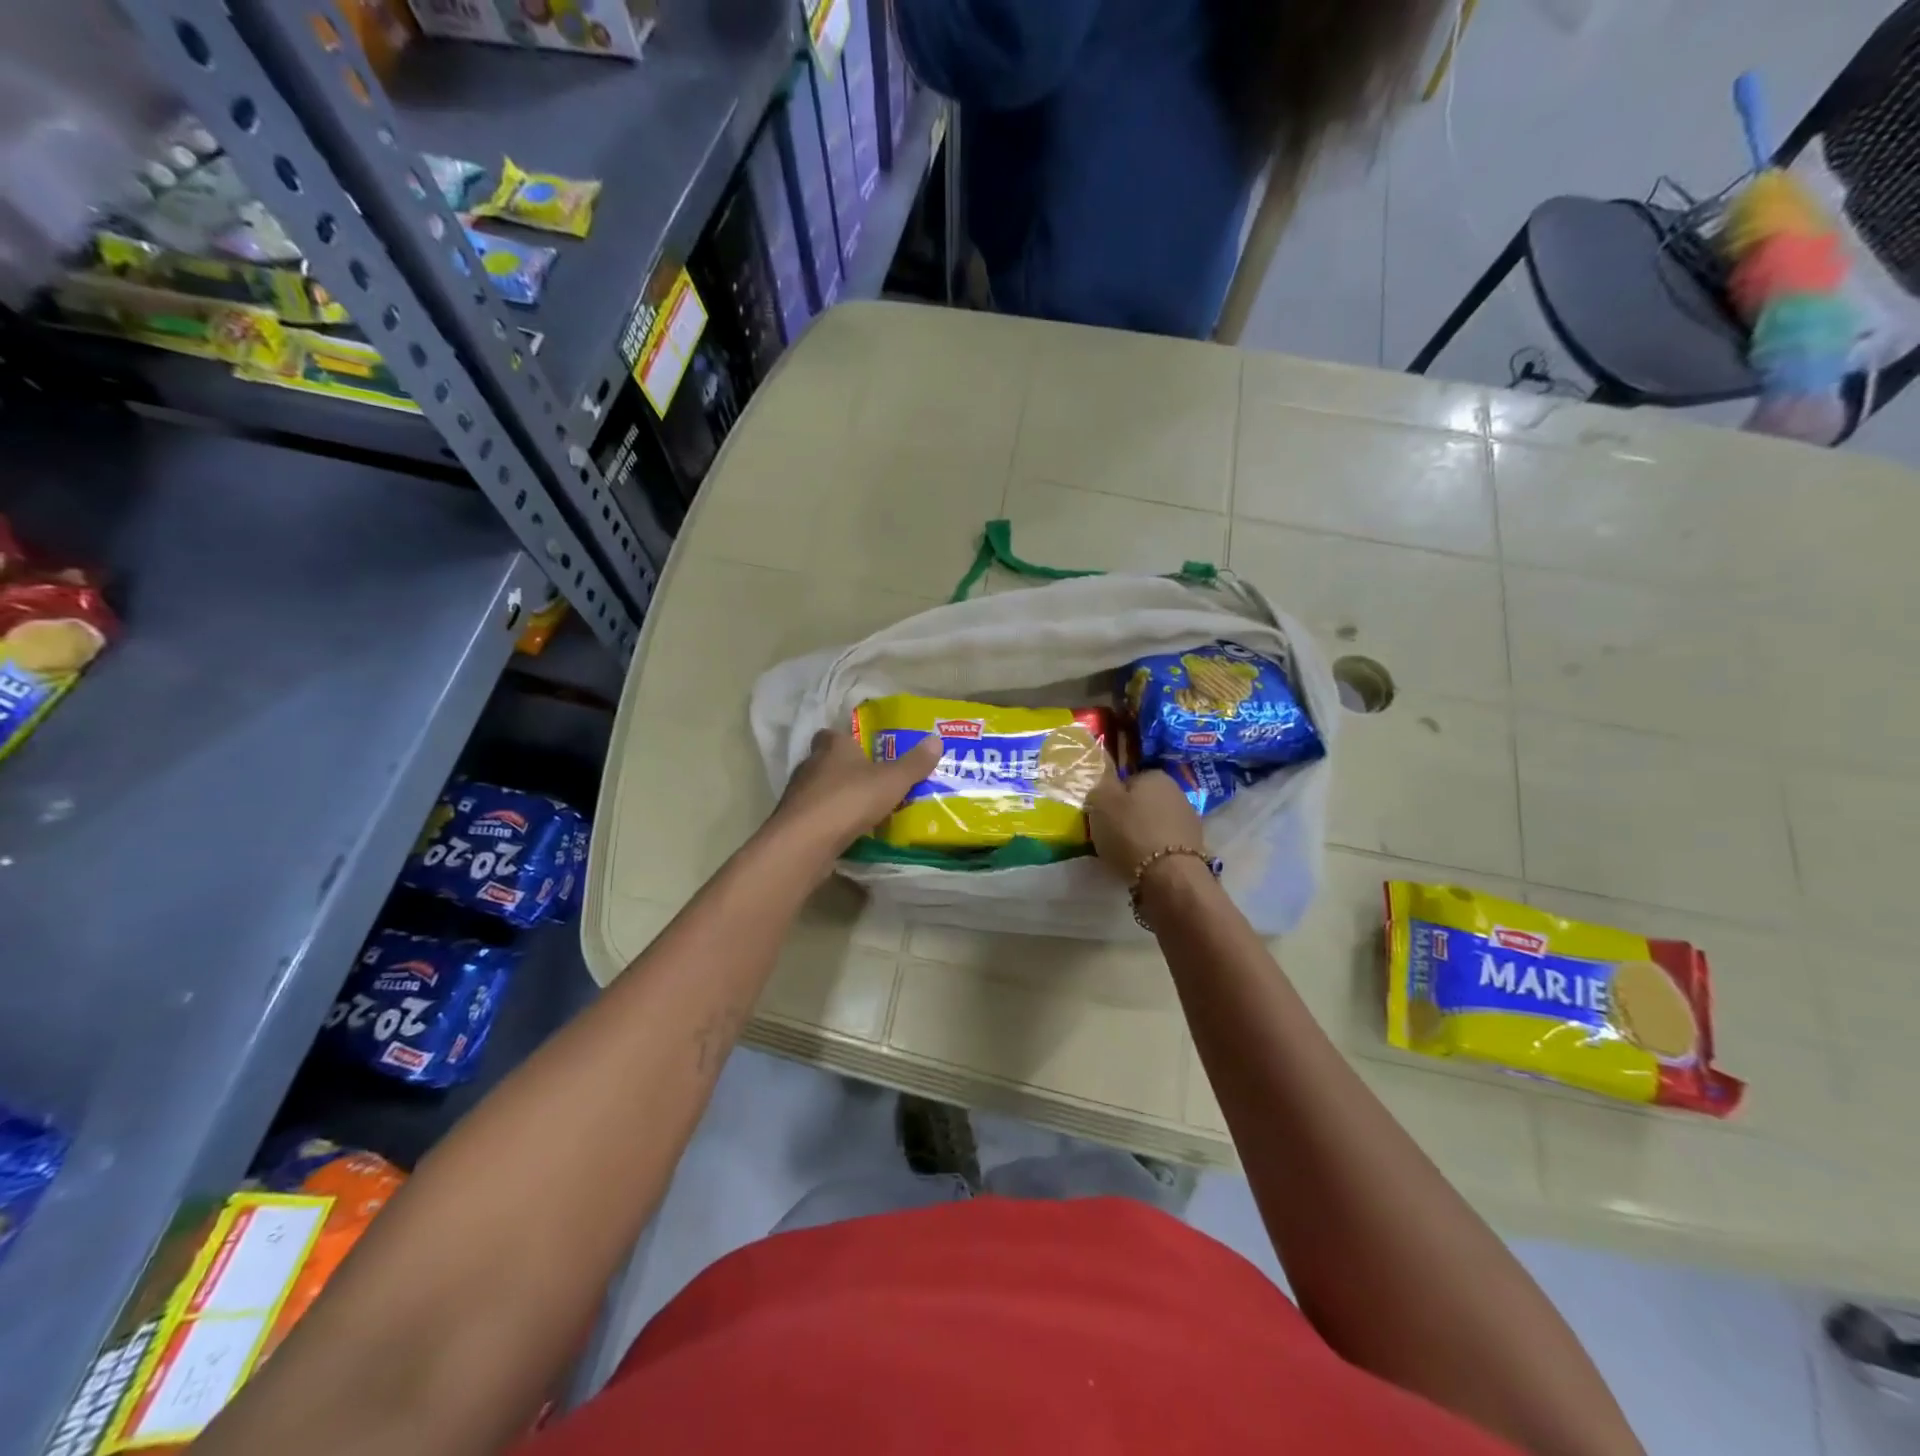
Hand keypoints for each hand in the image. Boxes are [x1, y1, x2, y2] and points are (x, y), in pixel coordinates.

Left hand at [768, 728, 942, 859]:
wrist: (805, 841)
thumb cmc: (850, 800)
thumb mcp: (892, 781)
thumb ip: (914, 763)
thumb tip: (936, 740)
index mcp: (832, 747)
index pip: (833, 734)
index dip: (847, 740)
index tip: (865, 751)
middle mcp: (810, 764)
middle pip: (826, 761)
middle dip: (845, 770)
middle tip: (870, 781)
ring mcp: (797, 794)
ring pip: (818, 789)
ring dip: (835, 796)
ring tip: (861, 809)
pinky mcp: (792, 822)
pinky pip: (814, 815)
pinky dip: (828, 821)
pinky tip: (844, 832)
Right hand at [1086, 763, 1205, 882]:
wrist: (1169, 875)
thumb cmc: (1130, 832)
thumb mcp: (1101, 802)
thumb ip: (1100, 787)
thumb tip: (1105, 785)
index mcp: (1154, 775)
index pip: (1127, 780)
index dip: (1112, 797)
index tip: (1101, 815)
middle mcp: (1176, 791)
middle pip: (1143, 802)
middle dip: (1129, 815)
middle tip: (1111, 834)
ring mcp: (1189, 819)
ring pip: (1155, 822)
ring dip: (1143, 833)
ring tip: (1127, 853)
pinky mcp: (1195, 846)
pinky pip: (1165, 843)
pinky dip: (1155, 850)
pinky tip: (1145, 864)